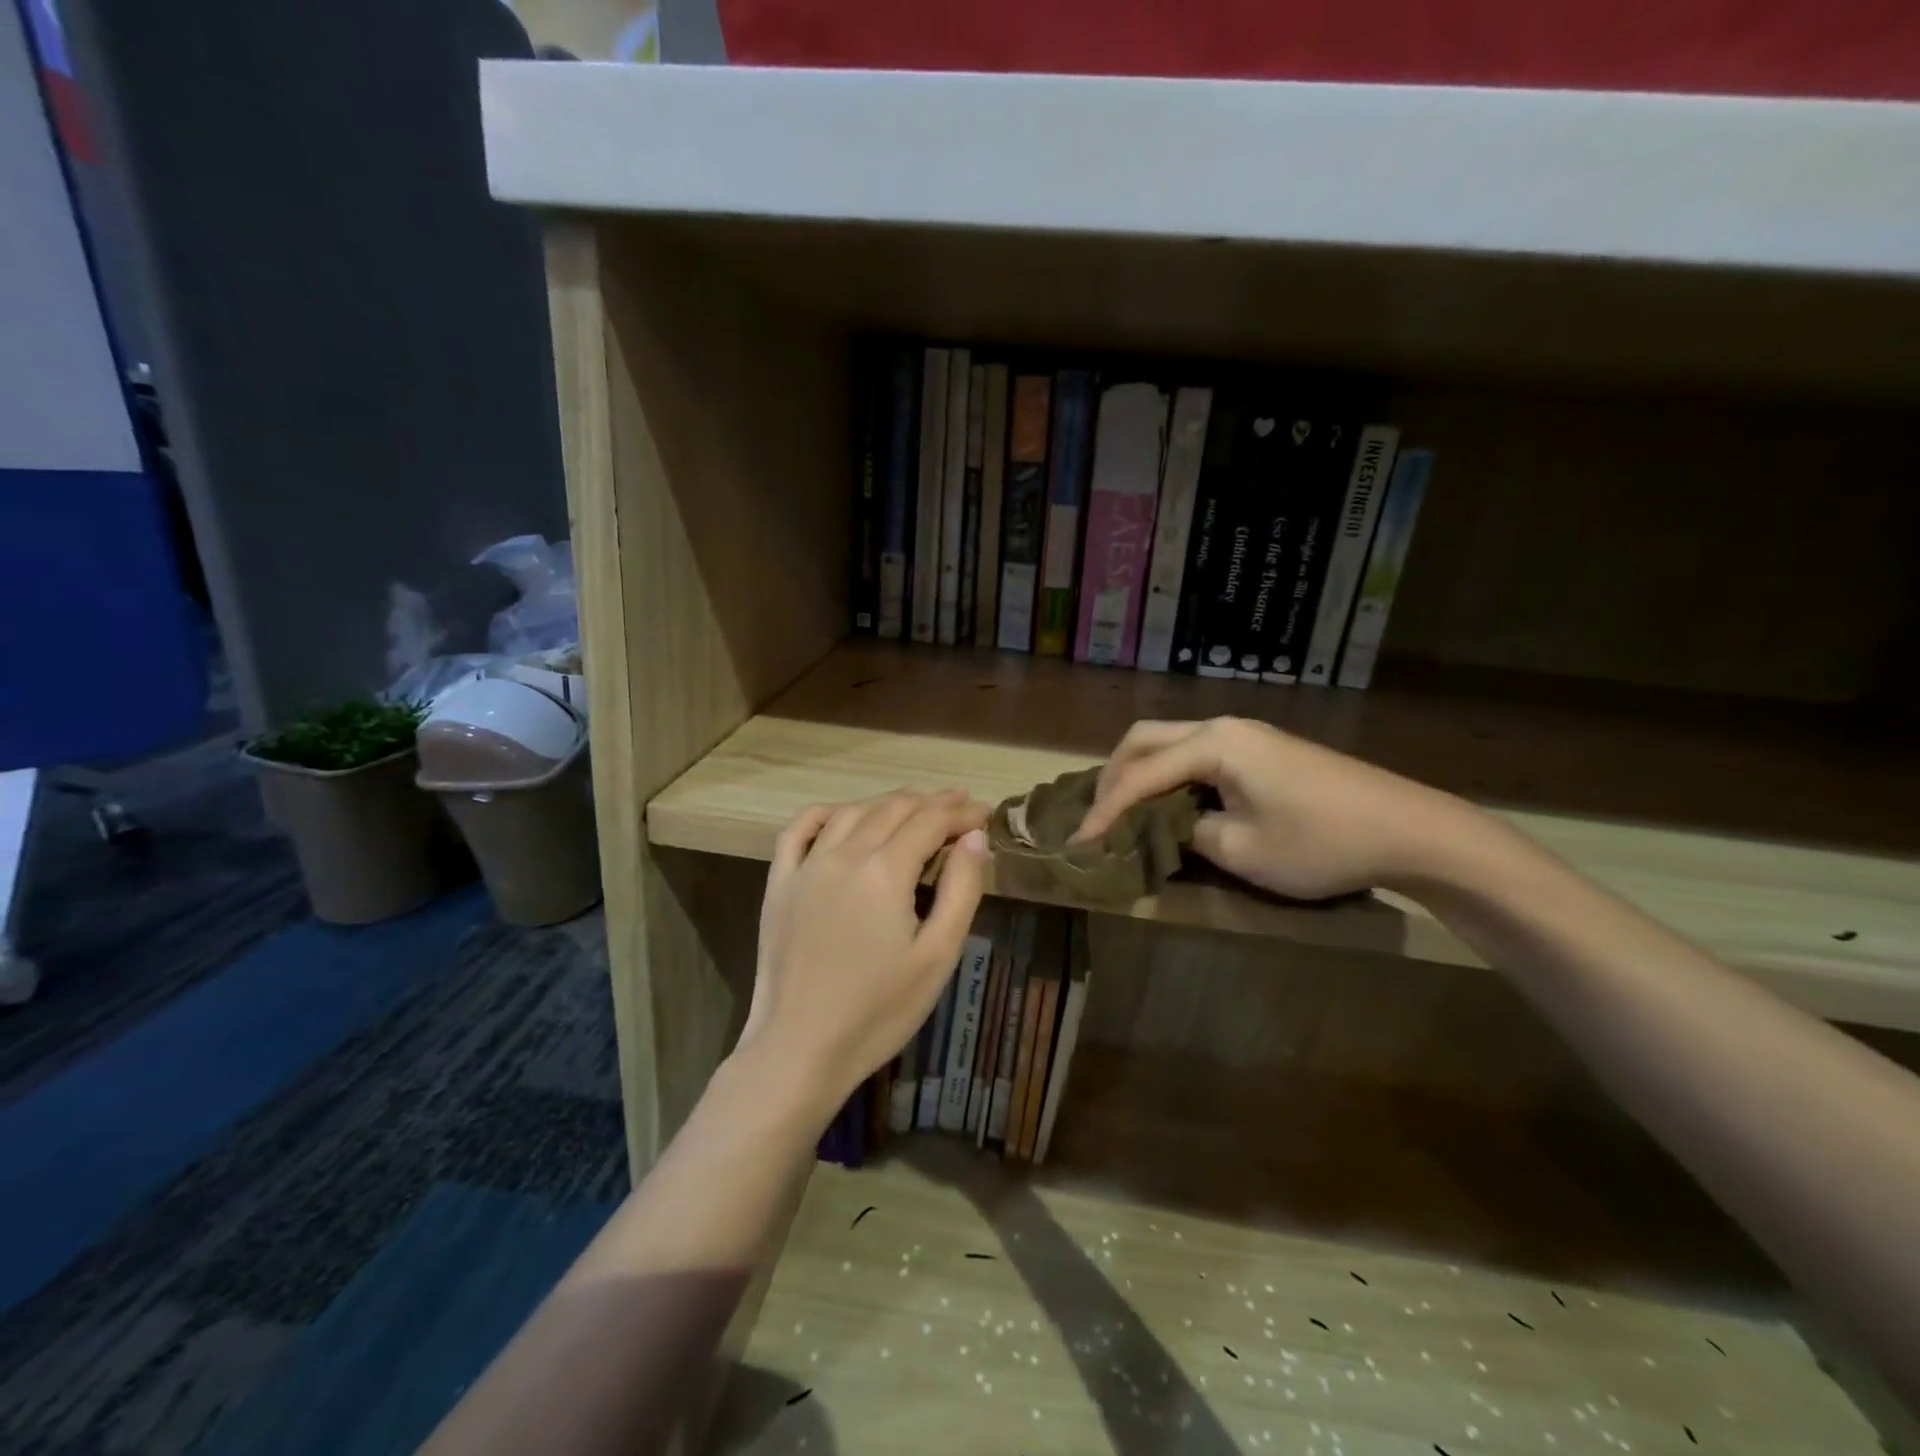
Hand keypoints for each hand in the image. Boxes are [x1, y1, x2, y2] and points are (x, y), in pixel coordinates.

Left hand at [738, 789, 990, 1116]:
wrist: (799, 1048)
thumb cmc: (878, 1010)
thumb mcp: (938, 955)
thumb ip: (961, 889)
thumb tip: (975, 838)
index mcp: (885, 870)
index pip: (931, 820)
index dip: (961, 812)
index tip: (985, 813)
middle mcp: (844, 854)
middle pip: (894, 809)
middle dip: (932, 802)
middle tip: (960, 807)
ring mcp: (806, 866)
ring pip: (852, 812)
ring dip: (888, 802)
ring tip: (915, 807)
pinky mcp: (779, 883)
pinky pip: (799, 829)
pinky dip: (826, 813)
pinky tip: (843, 815)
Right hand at [1073, 717, 1469, 899]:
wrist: (1410, 829)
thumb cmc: (1322, 842)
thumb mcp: (1243, 850)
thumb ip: (1189, 833)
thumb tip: (1168, 826)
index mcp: (1215, 744)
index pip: (1140, 774)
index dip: (1106, 810)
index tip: (1079, 843)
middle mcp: (1223, 726)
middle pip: (1146, 738)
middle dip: (1114, 776)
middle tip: (1098, 817)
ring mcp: (1246, 734)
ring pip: (1171, 742)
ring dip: (1141, 772)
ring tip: (1124, 811)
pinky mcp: (1262, 749)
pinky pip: (1196, 753)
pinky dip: (1170, 774)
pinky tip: (1169, 803)